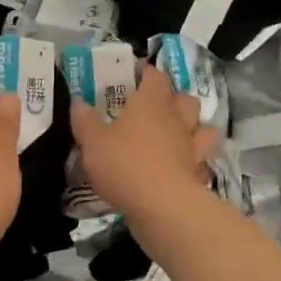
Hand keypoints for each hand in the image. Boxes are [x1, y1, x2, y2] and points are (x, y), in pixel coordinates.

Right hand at [71, 63, 218, 217]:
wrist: (163, 207)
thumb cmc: (124, 164)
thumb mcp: (92, 142)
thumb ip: (85, 120)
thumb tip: (78, 101)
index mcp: (151, 102)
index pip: (154, 76)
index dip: (146, 73)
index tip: (134, 75)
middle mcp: (176, 118)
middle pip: (184, 98)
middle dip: (173, 99)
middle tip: (154, 107)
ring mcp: (192, 146)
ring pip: (202, 126)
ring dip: (192, 126)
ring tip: (176, 134)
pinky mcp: (198, 172)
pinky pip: (201, 159)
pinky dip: (194, 159)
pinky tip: (182, 165)